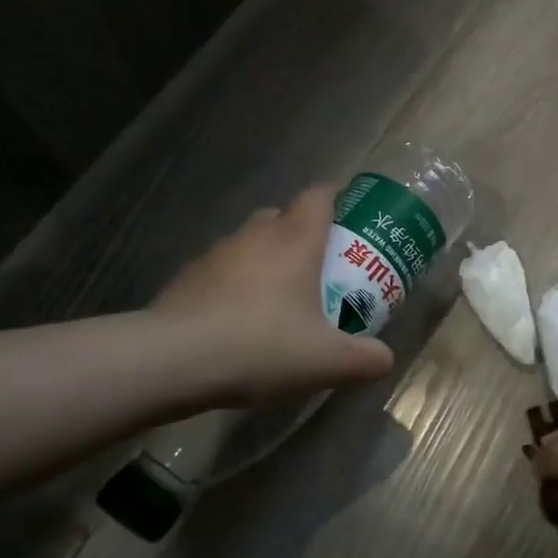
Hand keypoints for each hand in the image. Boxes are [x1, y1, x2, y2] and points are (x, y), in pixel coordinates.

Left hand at [151, 185, 393, 405]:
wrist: (172, 361)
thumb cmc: (262, 345)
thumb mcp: (327, 361)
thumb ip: (365, 359)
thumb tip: (385, 359)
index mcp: (295, 240)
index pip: (319, 196)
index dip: (337, 199)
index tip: (349, 220)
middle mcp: (256, 235)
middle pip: (283, 216)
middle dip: (302, 234)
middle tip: (319, 268)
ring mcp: (216, 254)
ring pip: (250, 243)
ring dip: (266, 260)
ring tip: (278, 300)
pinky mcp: (186, 278)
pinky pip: (221, 271)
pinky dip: (234, 286)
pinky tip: (238, 322)